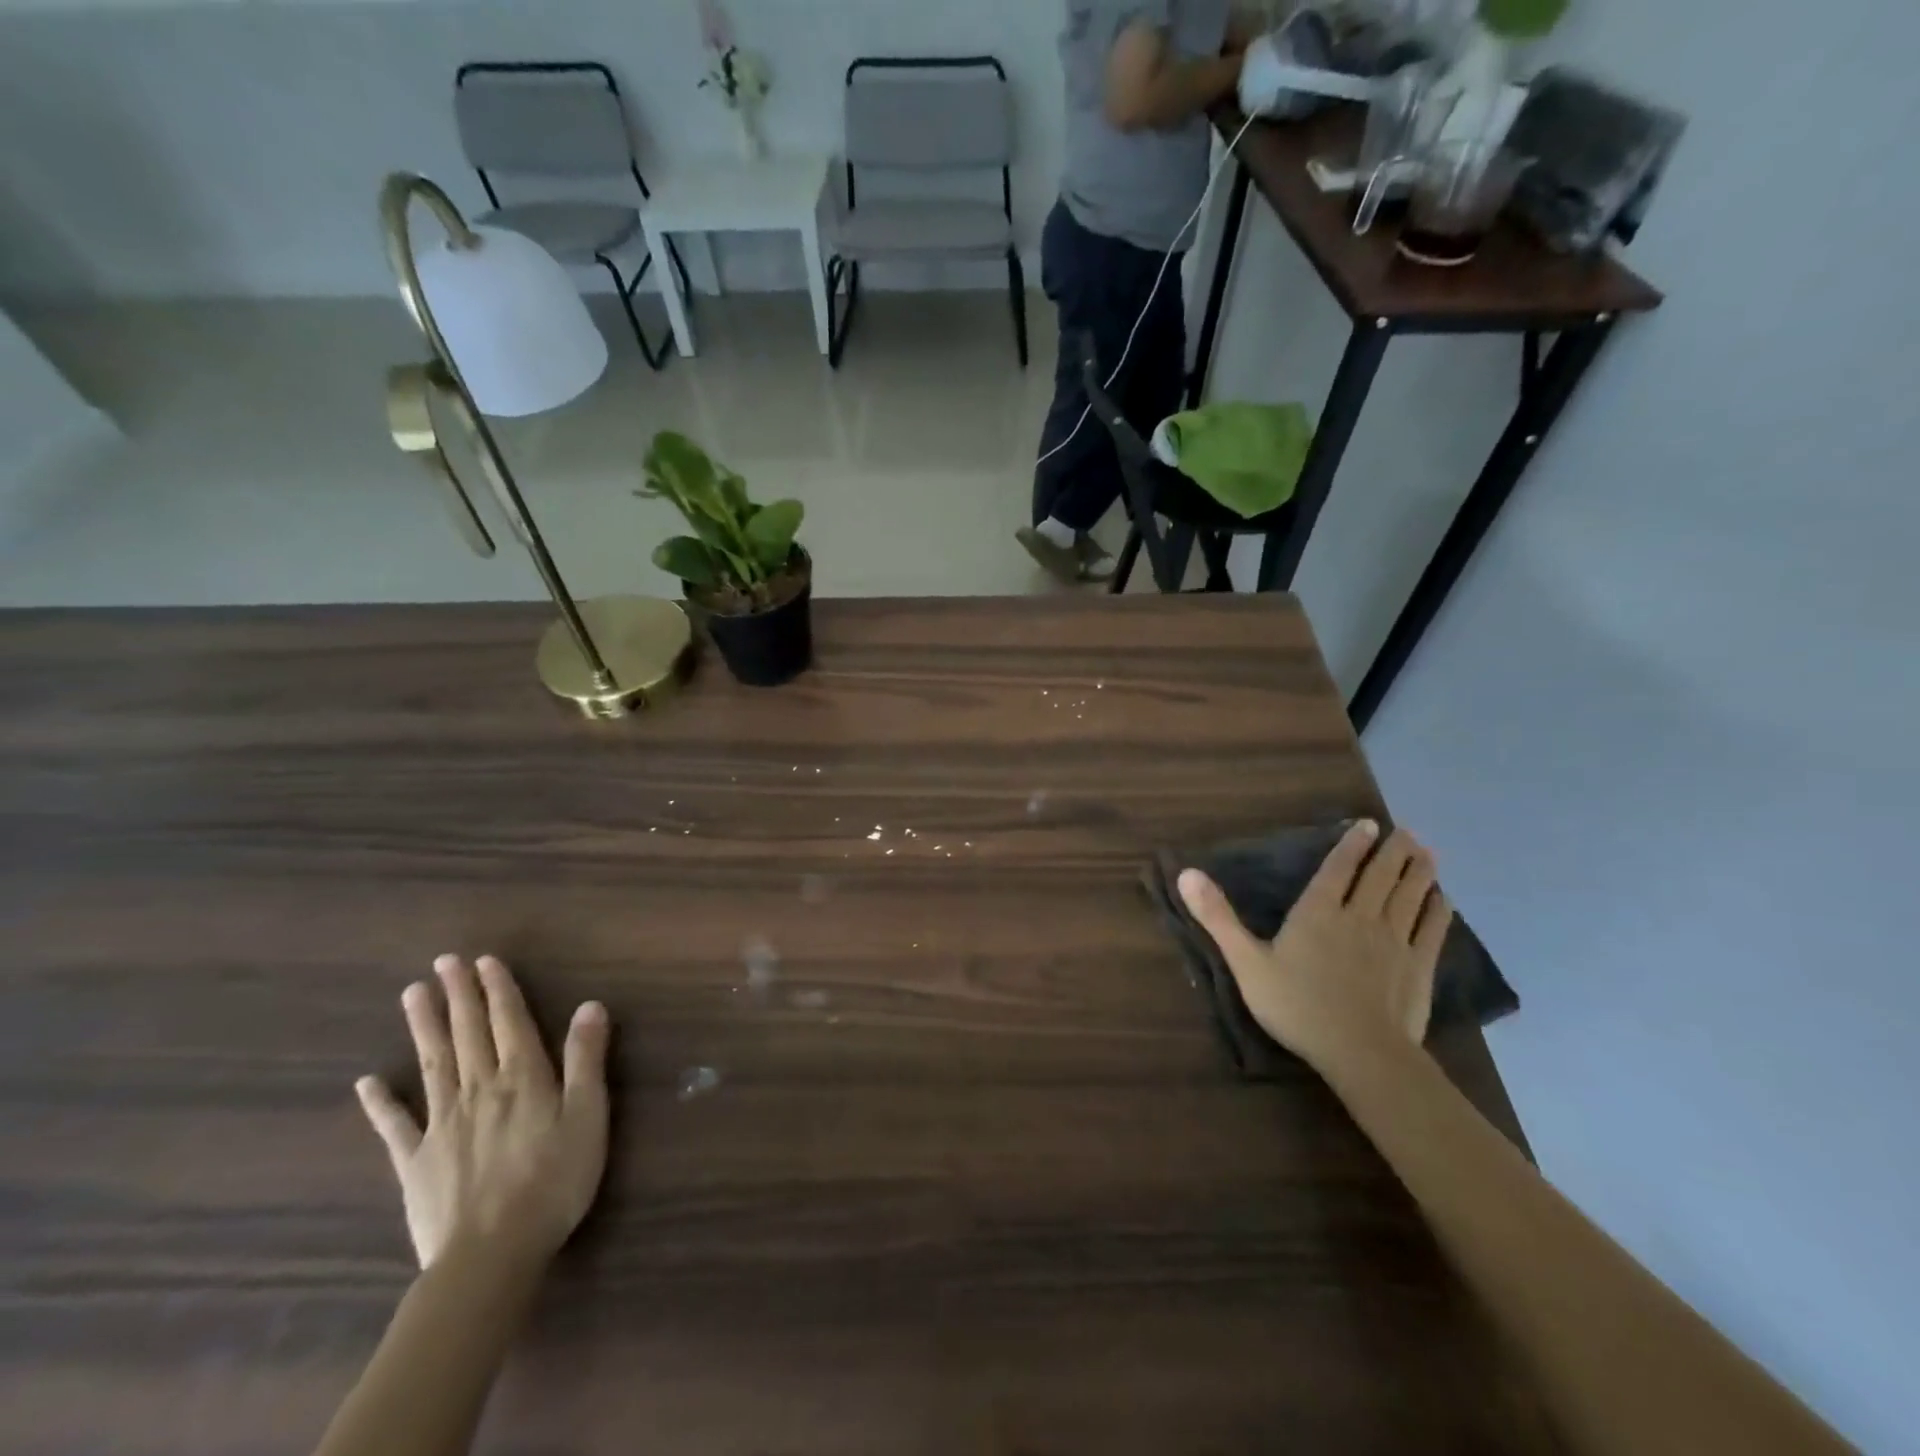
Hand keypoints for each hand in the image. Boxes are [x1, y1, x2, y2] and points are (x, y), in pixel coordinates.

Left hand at [355, 954, 610, 1271]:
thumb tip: (590, 1005)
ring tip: (412, 994)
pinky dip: (380, 1102)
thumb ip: (586, 1059)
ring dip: (424, 1027)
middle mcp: (479, 1089)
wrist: (491, 1255)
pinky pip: (395, 1126)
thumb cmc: (554, 1180)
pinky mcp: (415, 1162)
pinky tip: (367, 1081)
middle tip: (444, 961)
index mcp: (523, 1078)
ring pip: (433, 1064)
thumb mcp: (588, 1115)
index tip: (484, 960)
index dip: (499, 989)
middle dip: (459, 995)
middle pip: (468, 1033)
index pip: (510, 1021)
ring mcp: (442, 1124)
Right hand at [1178, 822, 1453, 1080]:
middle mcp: (1359, 916)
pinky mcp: (1419, 966)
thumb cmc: (1297, 1006)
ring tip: (1426, 851)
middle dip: (1392, 850)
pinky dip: (1437, 909)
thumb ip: (1217, 917)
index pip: (1337, 868)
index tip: (1368, 824)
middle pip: (1379, 875)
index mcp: (1318, 912)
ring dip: (1418, 871)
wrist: (1360, 1052)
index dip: (1352, 844)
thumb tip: (1186, 873)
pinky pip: (1431, 929)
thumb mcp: (1246, 962)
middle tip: (1406, 832)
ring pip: (1409, 895)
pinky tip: (1442, 899)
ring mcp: (1394, 941)